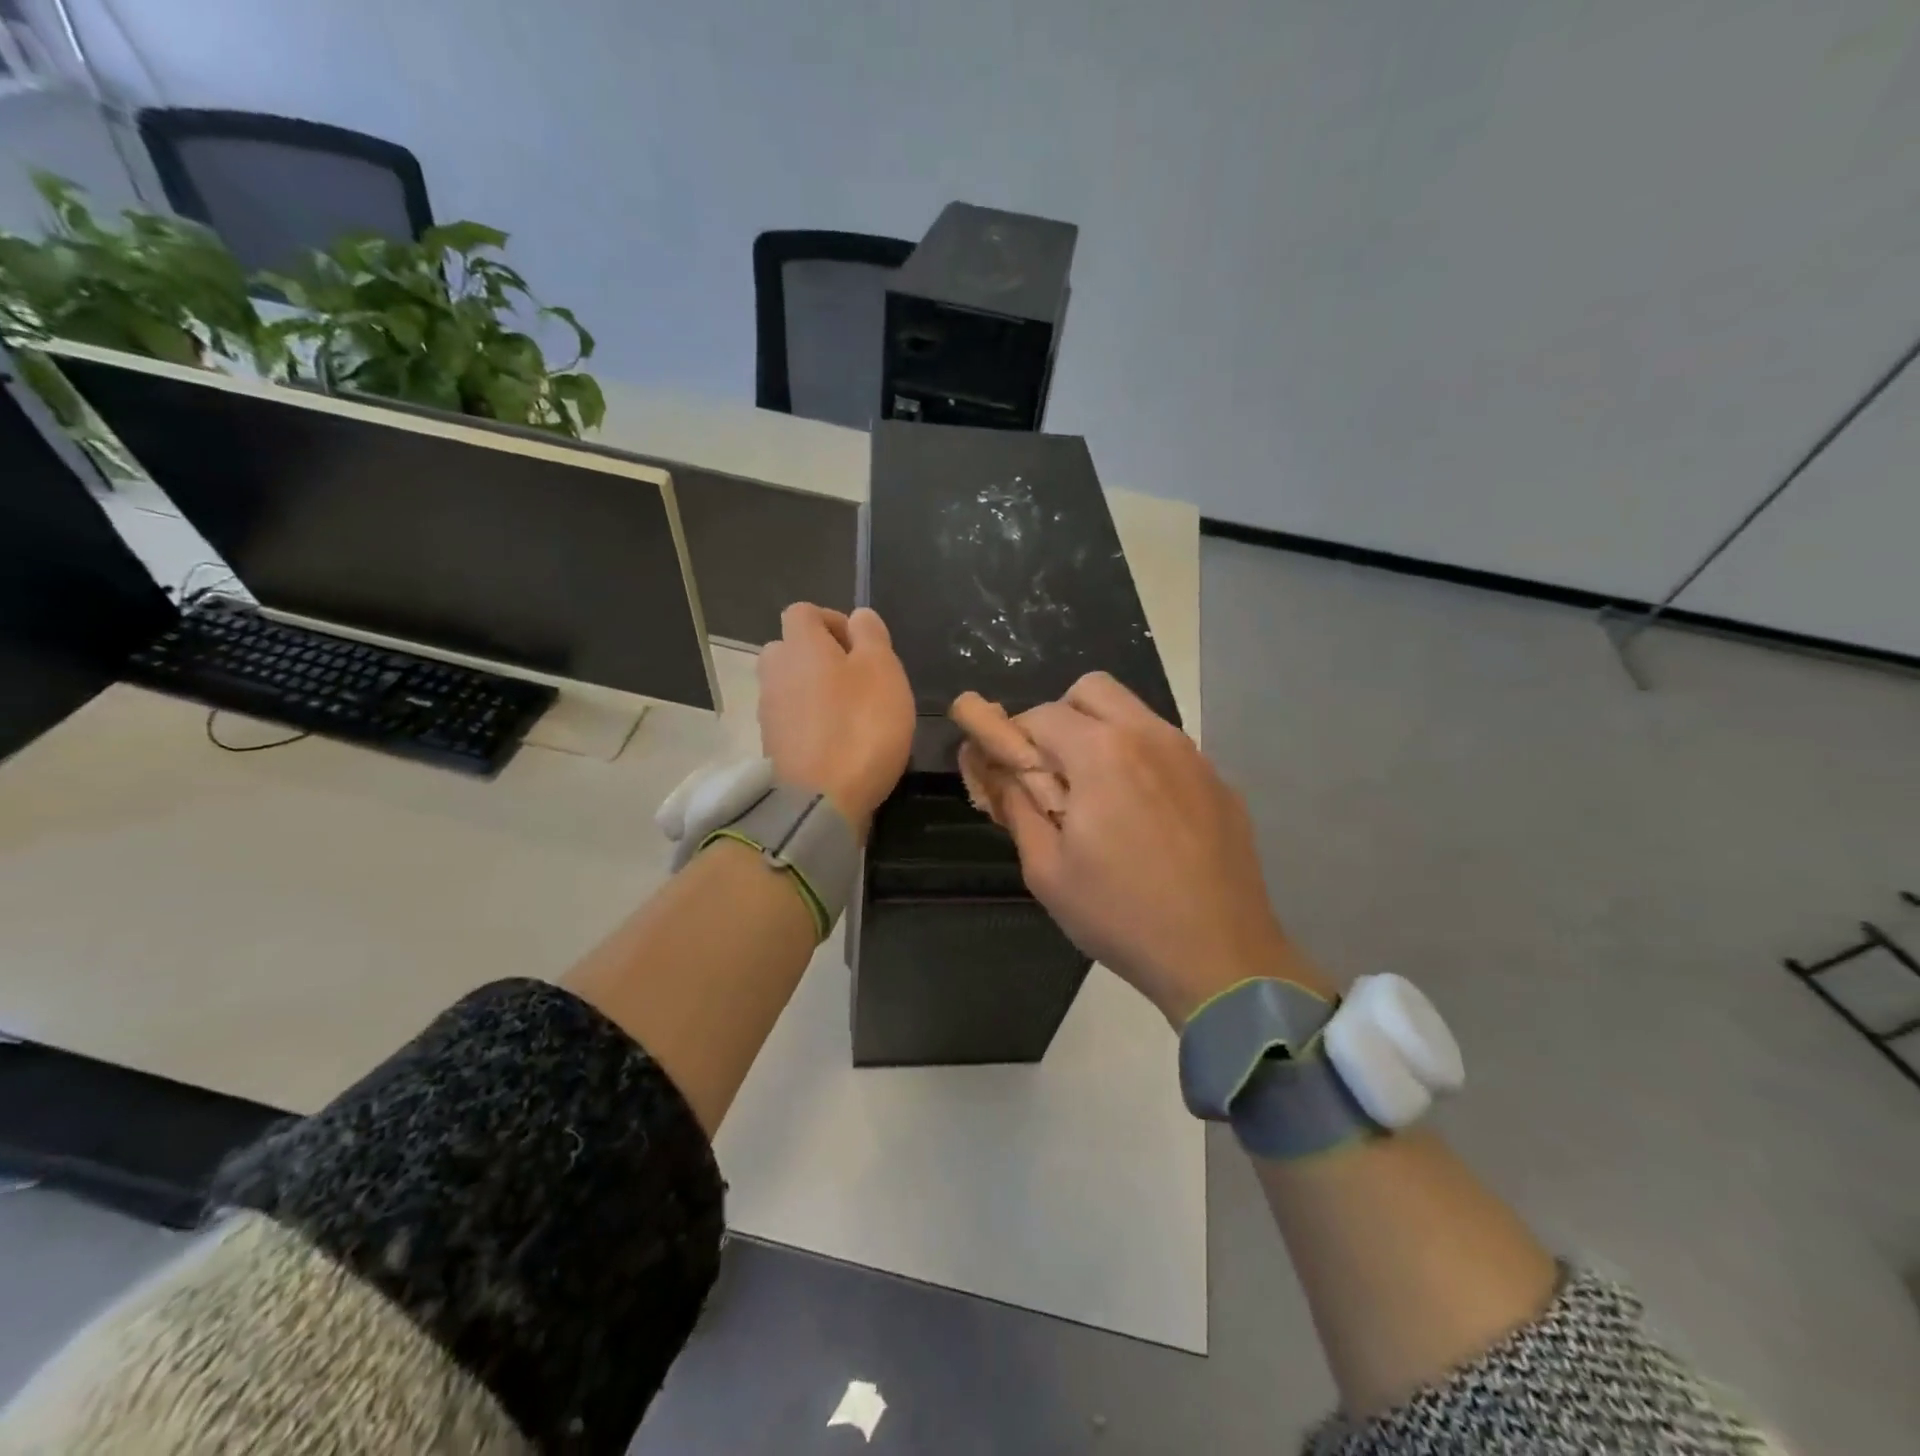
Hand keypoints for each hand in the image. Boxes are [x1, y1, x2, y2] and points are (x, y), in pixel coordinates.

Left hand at [758, 604, 913, 830]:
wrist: (820, 801)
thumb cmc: (860, 727)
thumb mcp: (883, 671)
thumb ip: (872, 636)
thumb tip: (858, 616)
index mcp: (800, 645)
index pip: (803, 611)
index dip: (833, 620)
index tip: (861, 645)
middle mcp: (775, 672)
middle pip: (790, 649)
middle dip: (820, 656)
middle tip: (857, 678)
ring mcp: (769, 712)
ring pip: (790, 686)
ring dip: (816, 691)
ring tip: (852, 712)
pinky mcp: (772, 746)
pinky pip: (792, 720)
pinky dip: (812, 722)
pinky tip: (839, 742)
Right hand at [960, 672, 1330, 1023]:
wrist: (1220, 955)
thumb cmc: (1120, 914)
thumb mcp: (1047, 869)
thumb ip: (1016, 806)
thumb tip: (994, 768)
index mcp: (1102, 753)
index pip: (1041, 714)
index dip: (1013, 737)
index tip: (1008, 770)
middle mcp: (1150, 735)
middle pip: (1093, 689)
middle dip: (1061, 717)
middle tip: (1054, 771)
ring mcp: (1192, 755)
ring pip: (1135, 713)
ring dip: (1104, 735)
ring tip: (1100, 796)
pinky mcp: (1219, 781)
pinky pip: (1168, 748)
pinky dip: (1143, 761)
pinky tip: (1146, 819)